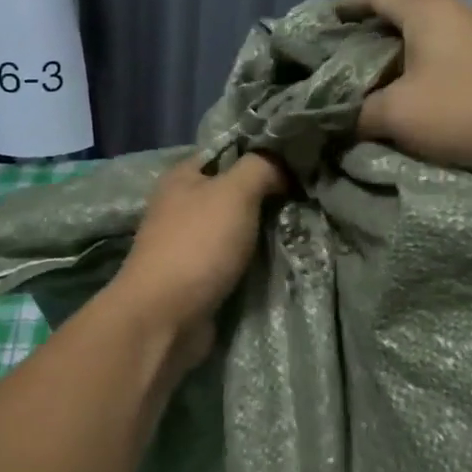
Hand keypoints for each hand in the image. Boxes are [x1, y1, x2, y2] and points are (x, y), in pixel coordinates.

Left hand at [108, 154, 286, 362]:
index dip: (261, 154)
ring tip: (302, 227)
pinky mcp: (197, 276)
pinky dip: (254, 259)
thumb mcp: (234, 192)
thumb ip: (261, 168)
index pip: (228, 153)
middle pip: (233, 191)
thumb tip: (282, 166)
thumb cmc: (197, 245)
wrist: (165, 318)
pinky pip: (234, 258)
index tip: (298, 164)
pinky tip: (282, 256)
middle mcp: (181, 205)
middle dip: (268, 196)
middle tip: (306, 198)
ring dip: (264, 231)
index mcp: (182, 176)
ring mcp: (188, 243)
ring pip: (236, 227)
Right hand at [339, 0, 471, 174]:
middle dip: (366, 35)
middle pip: (398, 11)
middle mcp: (452, 11)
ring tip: (373, 85)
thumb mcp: (398, 115)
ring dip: (395, 56)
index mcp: (425, 10)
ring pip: (422, 35)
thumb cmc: (468, 109)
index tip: (324, 30)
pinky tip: (413, 97)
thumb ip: (358, 113)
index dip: (345, 6)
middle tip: (341, 66)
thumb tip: (339, 117)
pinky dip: (420, 68)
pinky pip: (443, 53)